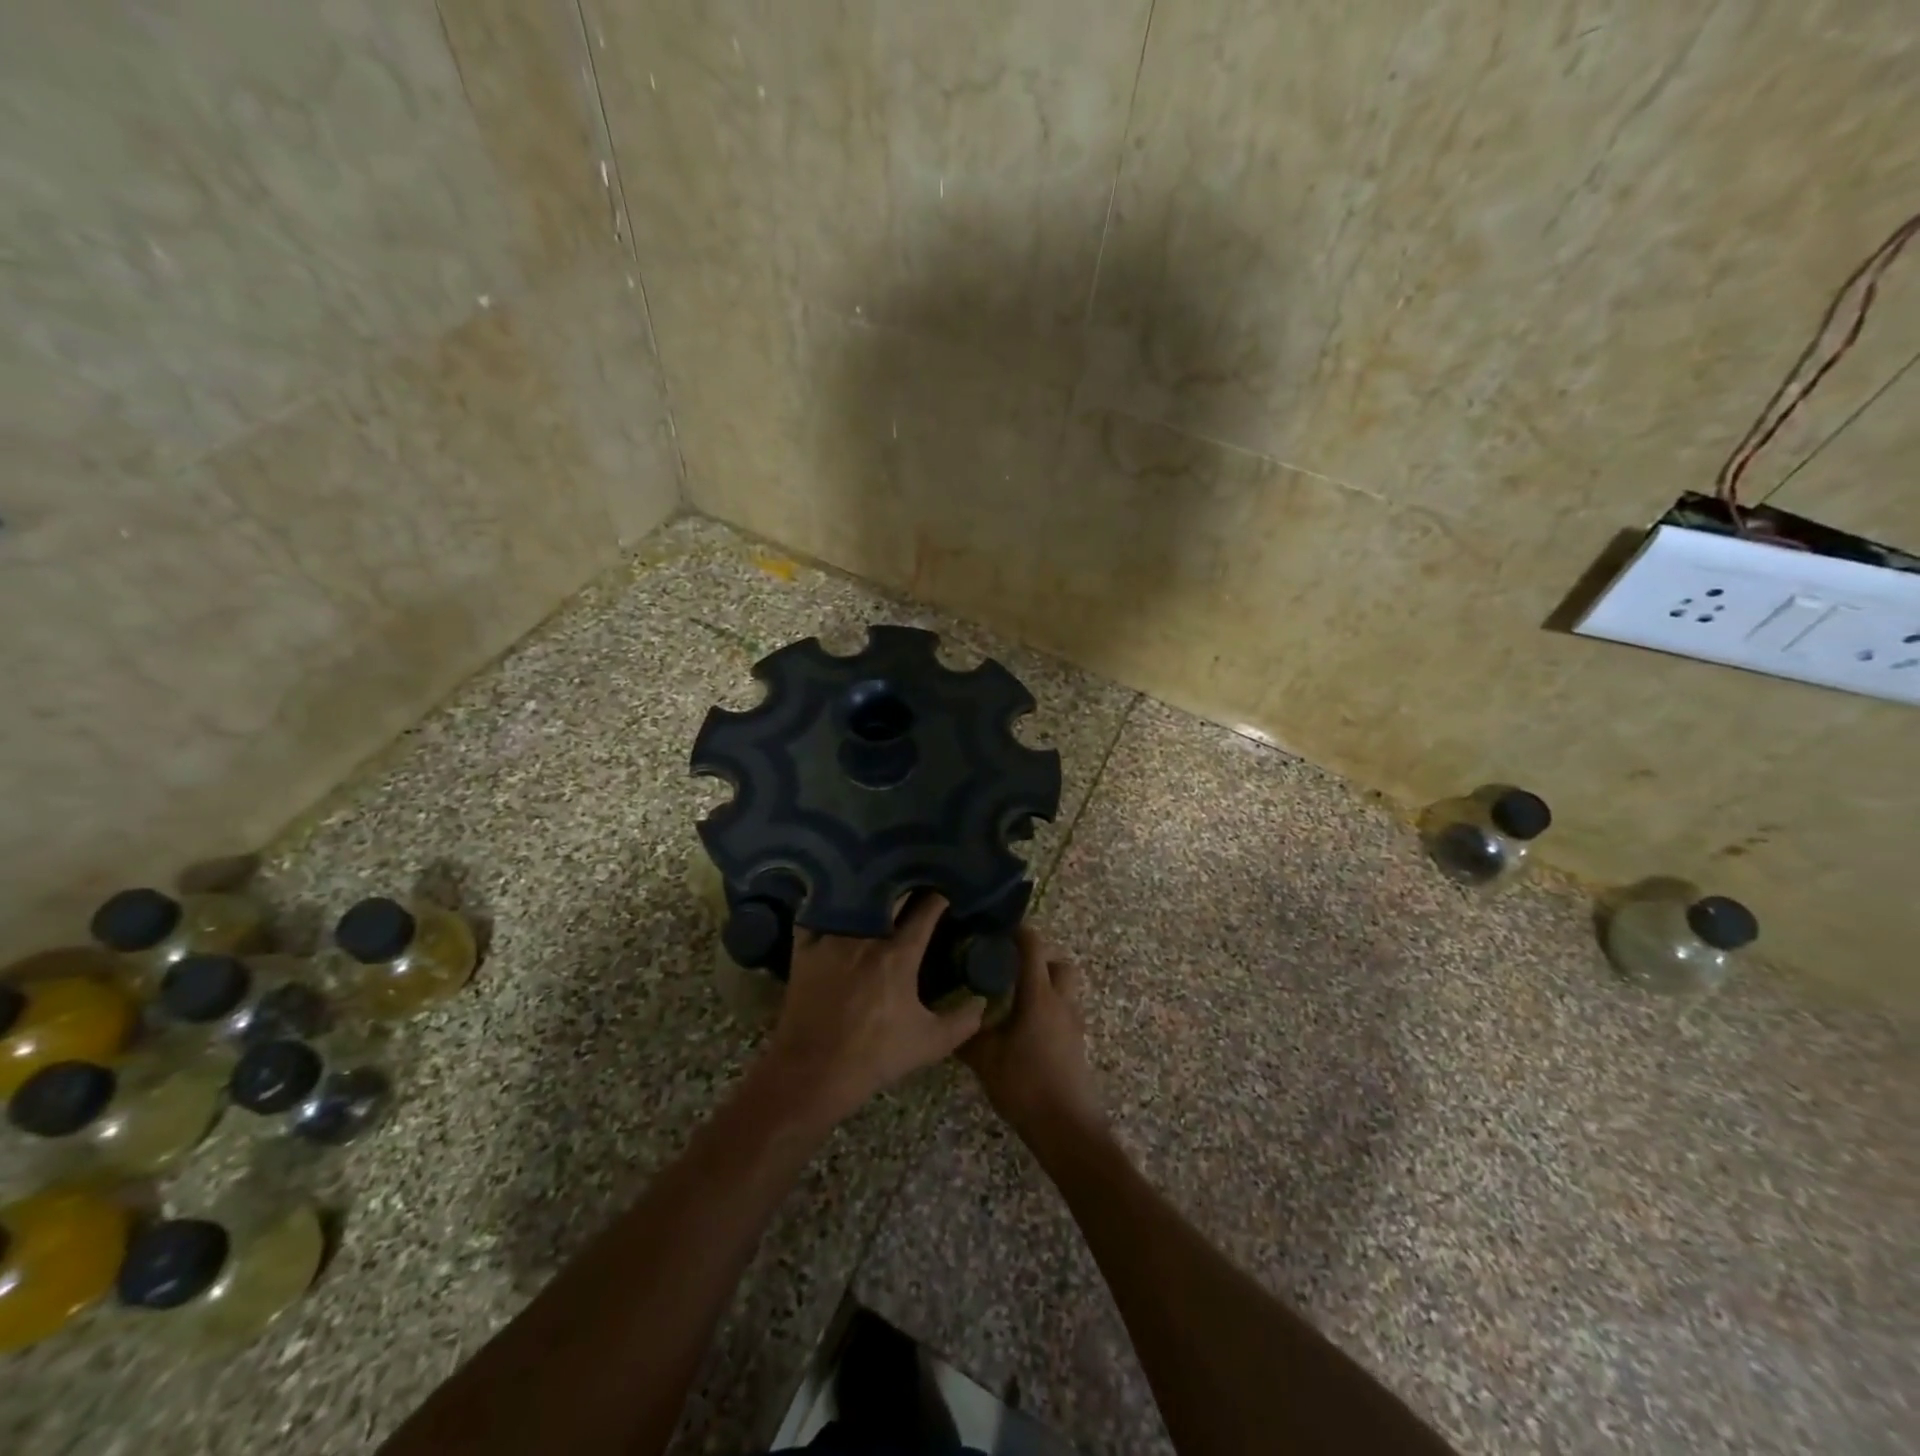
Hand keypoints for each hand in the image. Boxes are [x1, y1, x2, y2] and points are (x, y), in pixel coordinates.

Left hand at [761, 894, 984, 1122]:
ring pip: (855, 901)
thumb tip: (983, 1001)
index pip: (927, 909)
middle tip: (915, 884)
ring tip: (879, 887)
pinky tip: (835, 901)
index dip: (940, 898)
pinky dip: (829, 905)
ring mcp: (832, 939)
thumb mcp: (930, 1044)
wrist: (813, 1075)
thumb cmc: (875, 1057)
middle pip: (891, 895)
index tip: (947, 893)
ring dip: (870, 893)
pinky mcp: (804, 948)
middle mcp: (866, 936)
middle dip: (907, 888)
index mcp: (899, 954)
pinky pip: (818, 914)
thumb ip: (963, 1021)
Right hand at [960, 927, 1104, 1144]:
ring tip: (1014, 997)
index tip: (997, 929)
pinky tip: (1024, 1027)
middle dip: (1038, 958)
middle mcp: (1061, 1001)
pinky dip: (1048, 1008)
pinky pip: (1064, 1011)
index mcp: (1039, 995)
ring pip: (1065, 988)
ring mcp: (1073, 1023)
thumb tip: (948, 1018)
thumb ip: (967, 1035)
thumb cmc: (1025, 1085)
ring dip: (1045, 984)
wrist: (1067, 1128)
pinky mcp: (1077, 1043)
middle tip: (1009, 966)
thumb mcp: (985, 1059)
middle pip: (1058, 964)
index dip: (1019, 932)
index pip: (1034, 947)